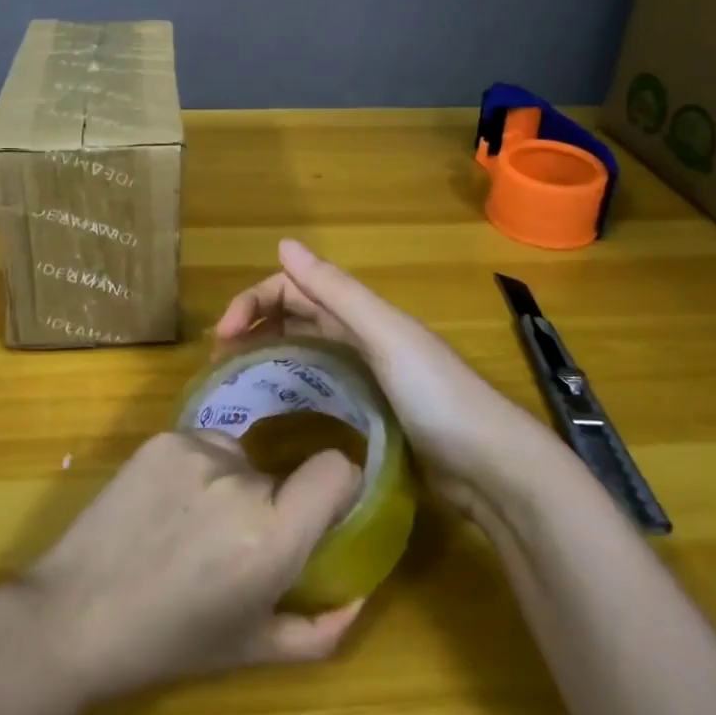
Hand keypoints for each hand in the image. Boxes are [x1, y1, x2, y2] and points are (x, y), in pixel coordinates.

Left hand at [21, 429, 364, 702]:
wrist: (75, 613)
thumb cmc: (169, 642)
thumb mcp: (252, 650)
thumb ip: (319, 629)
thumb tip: (359, 596)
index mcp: (270, 536)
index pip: (336, 469)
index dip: (338, 486)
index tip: (323, 510)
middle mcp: (239, 480)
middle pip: (281, 471)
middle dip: (271, 501)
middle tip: (236, 541)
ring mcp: (195, 449)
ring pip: (240, 455)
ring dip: (233, 483)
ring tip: (191, 525)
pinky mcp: (163, 437)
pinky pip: (202, 444)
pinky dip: (197, 469)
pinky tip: (165, 505)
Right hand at [215, 239, 558, 511]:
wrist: (494, 471)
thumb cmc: (437, 396)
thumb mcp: (386, 336)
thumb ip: (336, 291)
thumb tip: (283, 244)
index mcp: (363, 313)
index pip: (294, 288)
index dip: (255, 301)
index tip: (223, 337)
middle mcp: (362, 336)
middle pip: (296, 315)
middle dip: (256, 325)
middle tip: (221, 359)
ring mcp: (367, 377)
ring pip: (306, 349)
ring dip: (270, 352)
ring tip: (237, 380)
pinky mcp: (372, 415)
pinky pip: (321, 387)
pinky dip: (294, 385)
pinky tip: (276, 407)